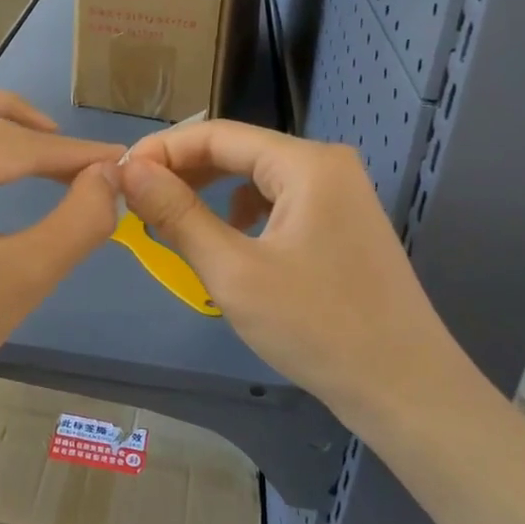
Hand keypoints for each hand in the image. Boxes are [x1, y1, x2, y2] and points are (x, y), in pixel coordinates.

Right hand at [117, 121, 462, 421]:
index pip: (217, 134)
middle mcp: (326, 166)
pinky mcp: (341, 225)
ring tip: (171, 220)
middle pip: (238, 151)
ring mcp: (339, 196)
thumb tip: (130, 170)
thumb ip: (178, 214)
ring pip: (256, 178)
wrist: (405, 389)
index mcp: (306, 163)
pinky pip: (277, 203)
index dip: (162, 150)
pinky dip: (241, 214)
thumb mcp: (233, 270)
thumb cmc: (316, 326)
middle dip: (183, 172)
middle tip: (137, 201)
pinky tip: (228, 241)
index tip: (119, 176)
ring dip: (209, 193)